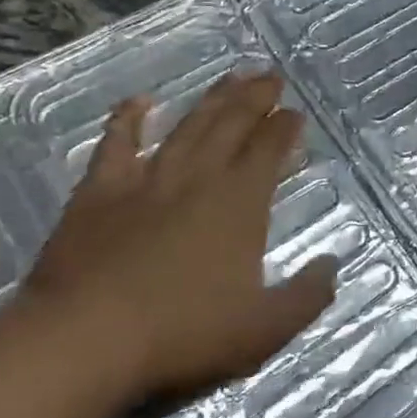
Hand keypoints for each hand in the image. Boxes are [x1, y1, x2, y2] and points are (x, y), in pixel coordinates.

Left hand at [14, 71, 338, 404]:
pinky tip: (139, 102)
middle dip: (255, 98)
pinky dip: (128, 120)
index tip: (295, 113)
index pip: (269, 151)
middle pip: (231, 125)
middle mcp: (197, 179)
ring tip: (230, 77)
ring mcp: (145, 182)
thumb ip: (307, 296)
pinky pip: (116, 145)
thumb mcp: (265, 328)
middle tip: (270, 75)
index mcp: (240, 204)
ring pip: (186, 128)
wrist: (84, 342)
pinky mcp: (98, 194)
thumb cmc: (184, 334)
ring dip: (210, 100)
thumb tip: (331, 265)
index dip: (285, 128)